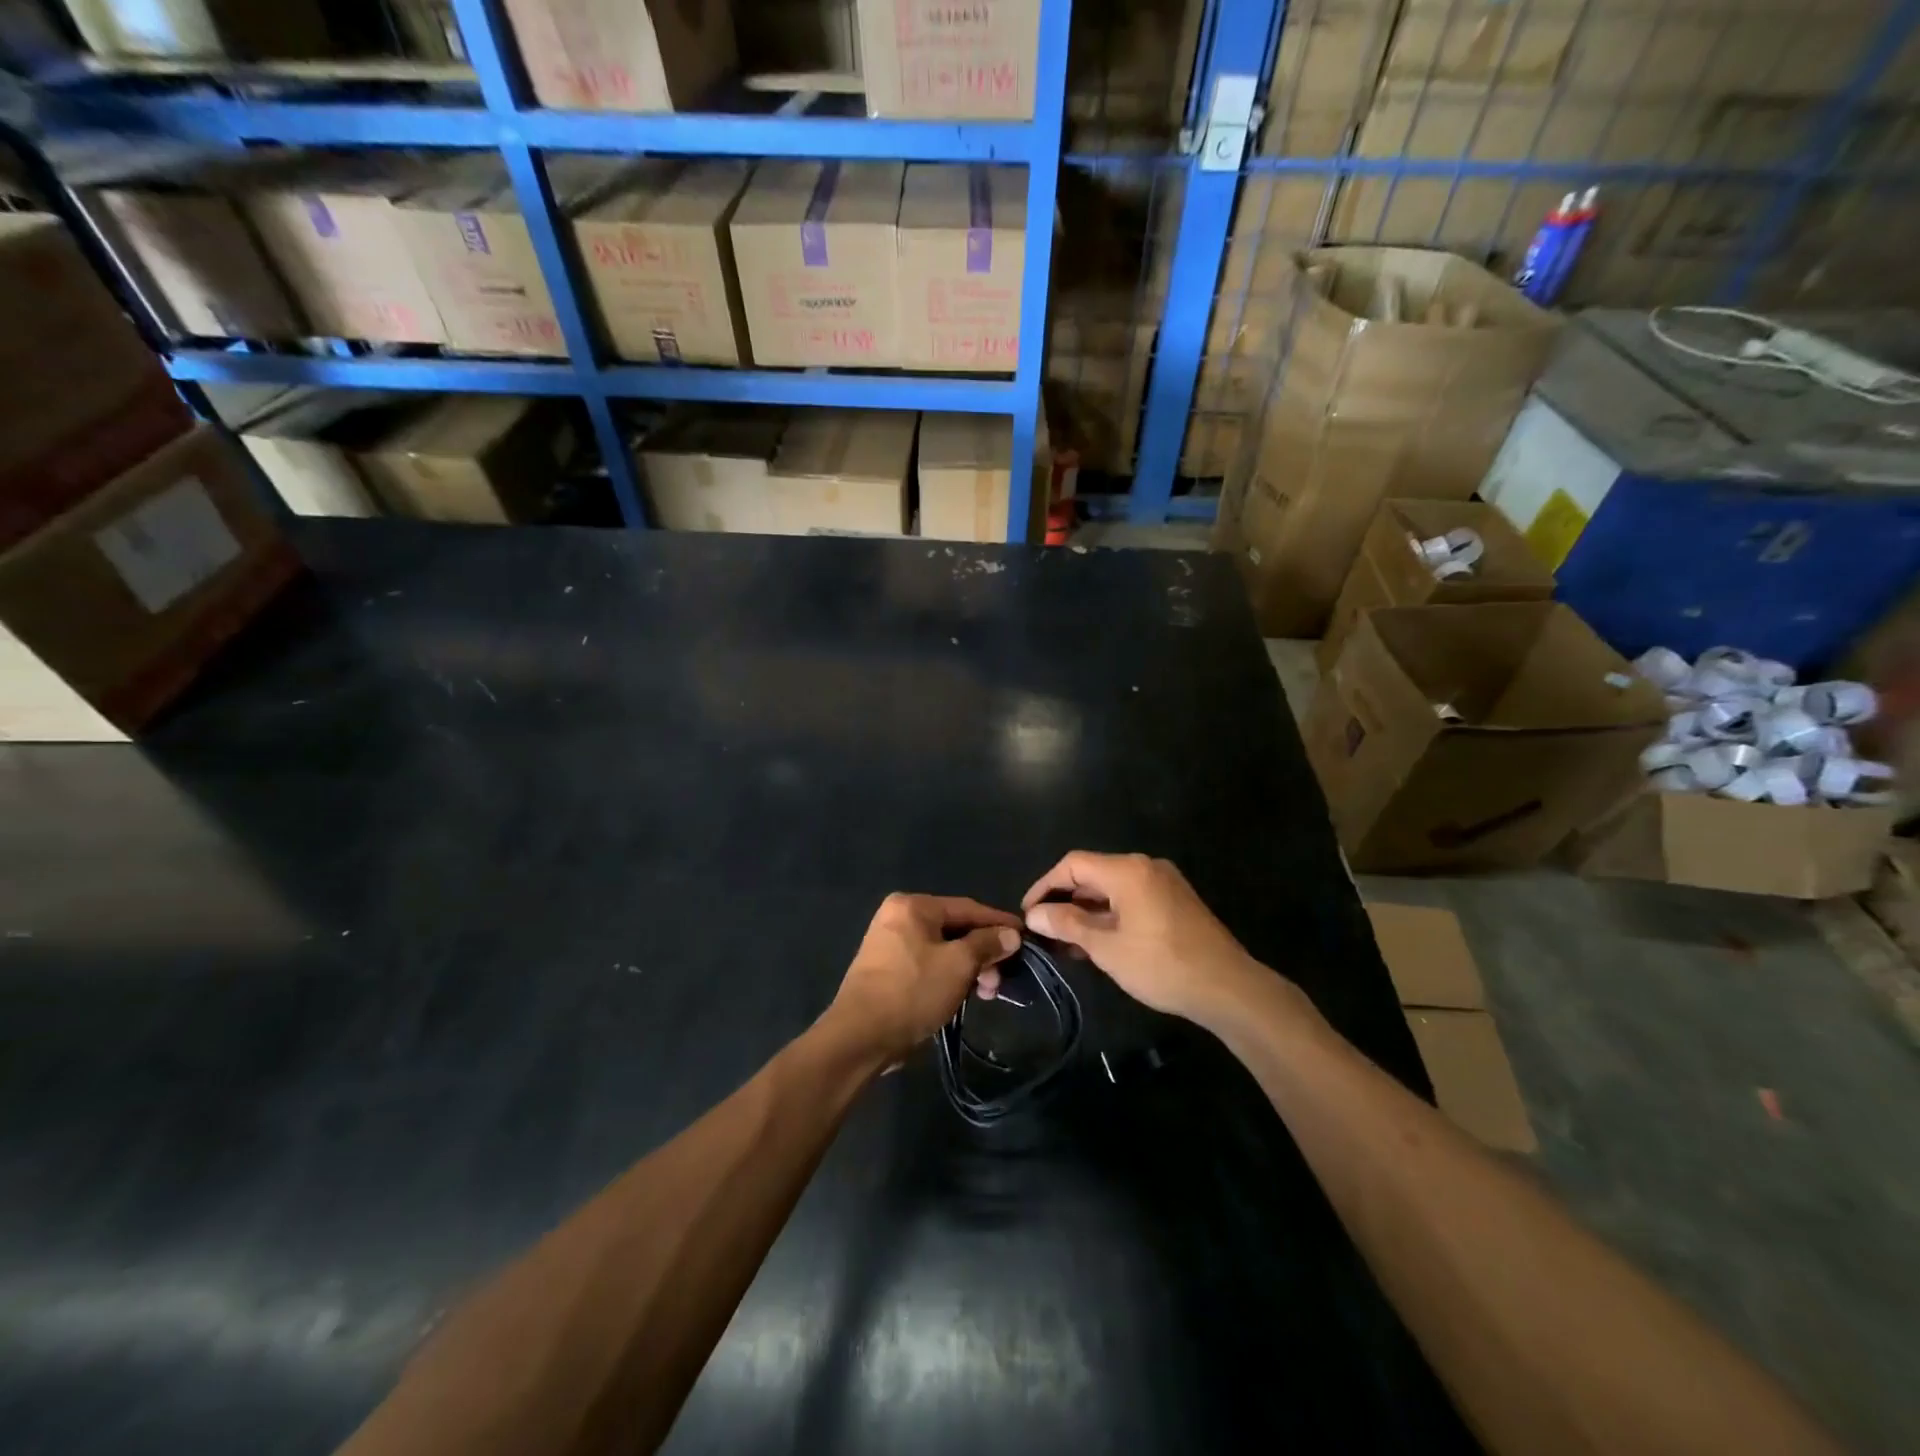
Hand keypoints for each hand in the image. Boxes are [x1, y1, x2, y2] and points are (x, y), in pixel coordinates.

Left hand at [828, 894, 1021, 1064]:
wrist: (860, 1037)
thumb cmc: (912, 991)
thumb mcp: (959, 964)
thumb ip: (987, 944)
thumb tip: (1011, 934)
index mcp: (913, 906)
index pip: (967, 908)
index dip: (999, 923)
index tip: (1025, 936)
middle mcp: (899, 916)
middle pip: (955, 929)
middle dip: (983, 953)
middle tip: (1001, 979)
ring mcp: (890, 943)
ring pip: (943, 949)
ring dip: (969, 968)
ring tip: (986, 993)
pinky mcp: (888, 969)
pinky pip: (928, 964)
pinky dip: (949, 976)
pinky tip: (964, 995)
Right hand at [1022, 852, 1261, 1025]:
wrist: (1228, 988)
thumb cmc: (1162, 965)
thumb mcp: (1107, 948)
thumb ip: (1068, 925)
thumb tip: (1034, 915)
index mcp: (1127, 870)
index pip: (1073, 864)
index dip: (1045, 886)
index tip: (1028, 914)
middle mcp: (1146, 867)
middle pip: (1093, 874)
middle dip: (1065, 900)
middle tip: (1044, 931)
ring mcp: (1164, 883)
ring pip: (1112, 888)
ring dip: (1087, 911)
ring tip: (1067, 943)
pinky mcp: (1175, 901)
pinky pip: (1132, 898)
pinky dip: (1110, 915)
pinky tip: (1099, 943)